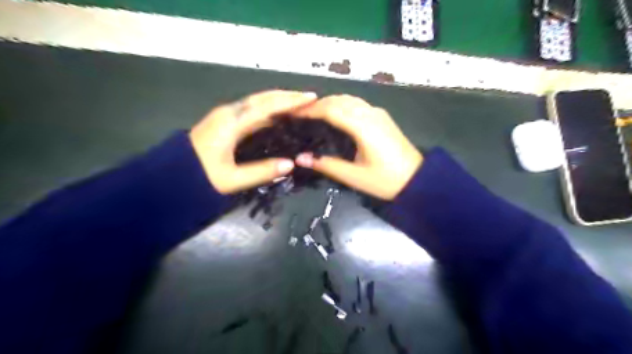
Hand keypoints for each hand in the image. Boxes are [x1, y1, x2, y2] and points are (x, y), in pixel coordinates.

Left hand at [188, 88, 316, 192]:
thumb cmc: (199, 176)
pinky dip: (269, 108)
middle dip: (287, 96)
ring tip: (299, 103)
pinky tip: (278, 114)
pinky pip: (252, 108)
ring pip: (257, 101)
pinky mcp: (225, 119)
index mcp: (232, 123)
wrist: (170, 175)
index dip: (290, 101)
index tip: (311, 98)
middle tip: (309, 98)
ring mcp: (226, 114)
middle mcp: (230, 112)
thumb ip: (262, 172)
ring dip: (279, 100)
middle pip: (263, 98)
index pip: (267, 106)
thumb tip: (291, 164)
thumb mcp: (232, 179)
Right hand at [294, 94, 421, 198]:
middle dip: (317, 104)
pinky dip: (342, 105)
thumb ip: (326, 165)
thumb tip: (300, 158)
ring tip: (313, 114)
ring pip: (349, 99)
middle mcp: (370, 114)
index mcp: (363, 126)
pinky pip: (358, 104)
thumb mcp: (354, 176)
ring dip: (330, 102)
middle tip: (299, 114)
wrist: (418, 180)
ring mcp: (378, 114)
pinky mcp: (383, 117)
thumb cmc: (385, 180)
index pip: (331, 109)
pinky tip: (335, 116)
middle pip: (339, 100)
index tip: (292, 113)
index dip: (309, 109)